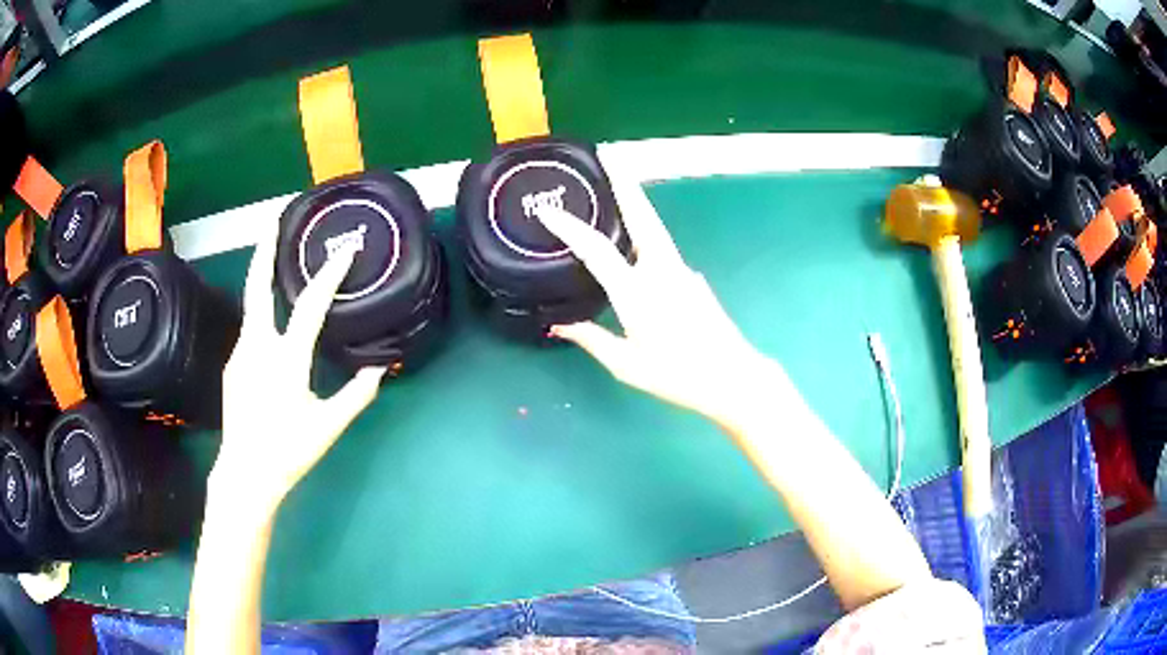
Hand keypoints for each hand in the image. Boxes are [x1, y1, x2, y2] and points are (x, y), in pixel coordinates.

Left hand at [212, 218, 385, 514]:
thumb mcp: (328, 426)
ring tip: (276, 264)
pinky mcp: (233, 367)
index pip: (311, 304)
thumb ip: (356, 396)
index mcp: (287, 358)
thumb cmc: (289, 450)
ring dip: (263, 280)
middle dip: (265, 250)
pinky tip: (271, 328)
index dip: (330, 274)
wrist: (245, 473)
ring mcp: (240, 354)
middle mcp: (258, 346)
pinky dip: (261, 316)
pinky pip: (250, 332)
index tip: (345, 249)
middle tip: (272, 221)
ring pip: (252, 308)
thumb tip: (381, 370)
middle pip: (258, 286)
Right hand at [534, 174, 772, 424]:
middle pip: (641, 215)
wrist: (732, 377)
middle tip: (609, 156)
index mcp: (636, 291)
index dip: (569, 226)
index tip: (548, 209)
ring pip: (654, 228)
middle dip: (623, 182)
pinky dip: (645, 235)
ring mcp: (681, 271)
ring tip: (615, 189)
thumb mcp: (626, 364)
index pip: (595, 248)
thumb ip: (591, 339)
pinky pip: (662, 249)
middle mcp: (660, 270)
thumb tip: (559, 324)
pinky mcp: (693, 279)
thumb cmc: (677, 375)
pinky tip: (635, 246)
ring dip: (635, 204)